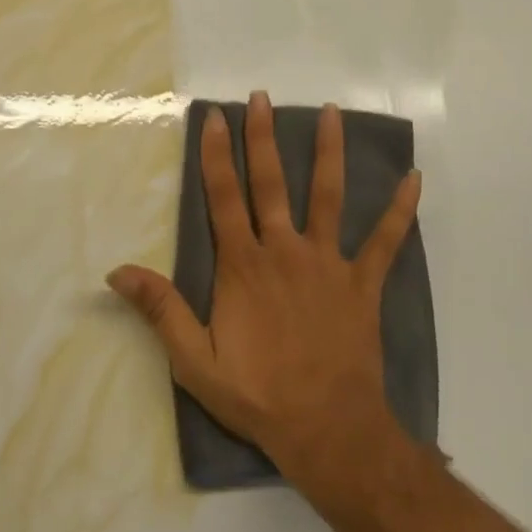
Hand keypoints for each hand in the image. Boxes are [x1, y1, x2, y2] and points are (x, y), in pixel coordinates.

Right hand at [107, 91, 421, 494]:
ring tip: (332, 111)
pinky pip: (385, 241)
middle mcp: (284, 250)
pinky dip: (400, 210)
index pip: (224, 196)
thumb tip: (116, 272)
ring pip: (327, 196)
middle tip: (262, 96)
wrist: (329, 434)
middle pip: (272, 182)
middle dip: (264, 137)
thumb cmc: (258, 395)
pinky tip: (414, 178)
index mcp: (243, 265)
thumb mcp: (195, 362)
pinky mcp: (362, 283)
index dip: (217, 154)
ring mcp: (327, 263)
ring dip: (329, 152)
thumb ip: (161, 310)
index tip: (216, 117)